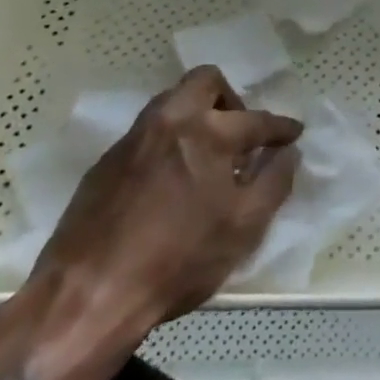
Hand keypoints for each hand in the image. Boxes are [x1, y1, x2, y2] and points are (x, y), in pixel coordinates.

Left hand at [30, 66, 302, 347]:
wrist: (85, 298)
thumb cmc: (177, 261)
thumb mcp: (245, 227)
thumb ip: (275, 182)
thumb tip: (287, 153)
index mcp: (209, 133)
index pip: (257, 119)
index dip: (281, 128)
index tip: (293, 134)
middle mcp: (170, 122)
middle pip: (205, 81)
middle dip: (231, 98)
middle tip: (240, 133)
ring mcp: (132, 140)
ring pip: (171, 103)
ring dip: (197, 116)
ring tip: (207, 156)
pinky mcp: (104, 164)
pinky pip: (147, 134)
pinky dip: (168, 143)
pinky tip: (171, 181)